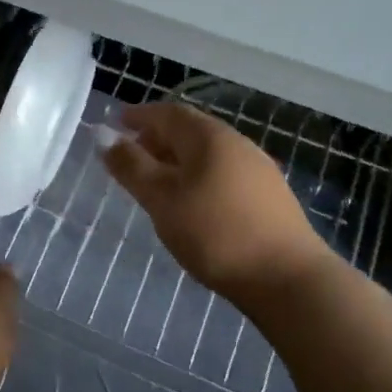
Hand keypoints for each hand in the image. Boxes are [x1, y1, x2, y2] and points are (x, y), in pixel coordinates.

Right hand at [104, 102, 334, 311]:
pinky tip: (194, 201)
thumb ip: (131, 166)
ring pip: (208, 152)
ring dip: (179, 158)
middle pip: (190, 129)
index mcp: (209, 136)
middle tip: (132, 153)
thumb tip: (104, 135)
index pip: (168, 112)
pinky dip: (199, 175)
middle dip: (158, 136)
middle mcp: (236, 142)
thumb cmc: (215, 233)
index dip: (140, 115)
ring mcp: (258, 168)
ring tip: (158, 180)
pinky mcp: (269, 195)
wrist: (288, 278)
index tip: (117, 122)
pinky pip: (224, 171)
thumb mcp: (162, 200)